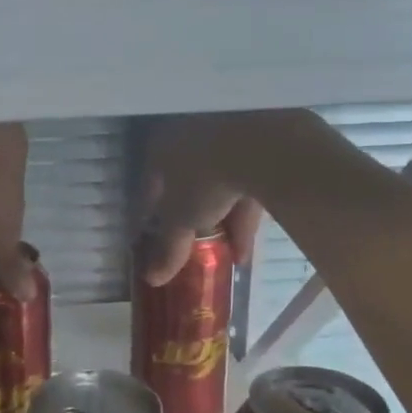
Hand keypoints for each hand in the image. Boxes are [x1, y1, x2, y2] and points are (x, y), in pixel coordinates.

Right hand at [137, 115, 266, 285]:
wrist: (262, 143)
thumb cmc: (203, 177)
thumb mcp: (182, 218)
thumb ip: (169, 248)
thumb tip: (152, 278)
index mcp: (161, 146)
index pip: (149, 186)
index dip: (149, 216)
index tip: (152, 240)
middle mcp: (190, 134)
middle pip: (188, 183)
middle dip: (194, 219)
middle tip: (198, 247)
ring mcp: (228, 135)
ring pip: (222, 183)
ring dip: (225, 221)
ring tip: (231, 256)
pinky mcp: (261, 143)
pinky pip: (249, 183)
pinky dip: (246, 213)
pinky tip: (249, 245)